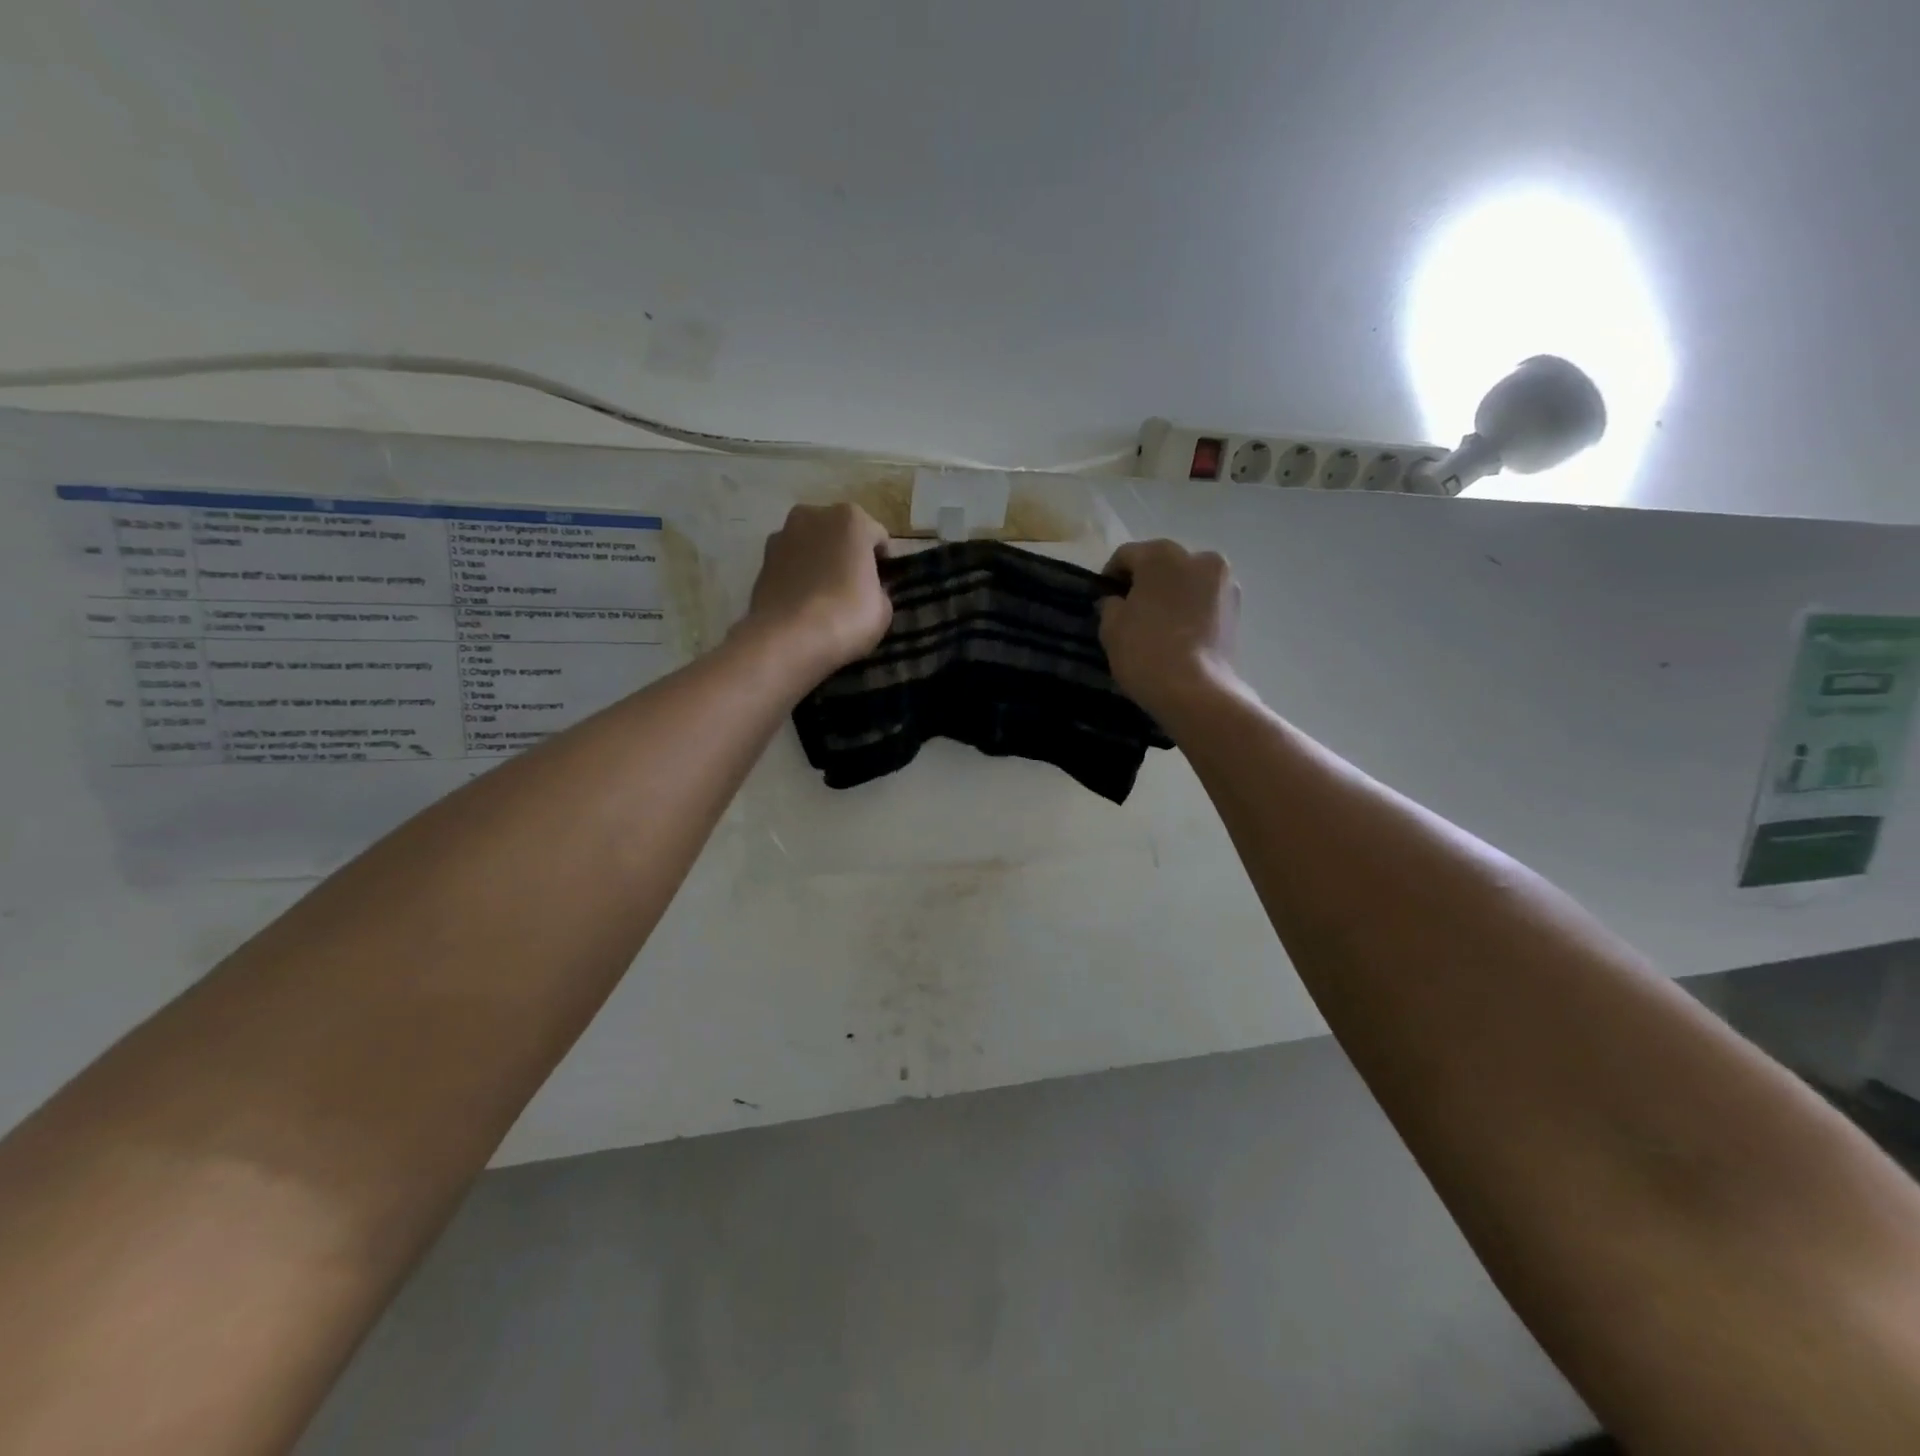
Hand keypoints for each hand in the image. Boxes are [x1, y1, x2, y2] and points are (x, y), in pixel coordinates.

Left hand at [740, 503, 892, 681]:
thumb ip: (878, 589)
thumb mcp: (883, 608)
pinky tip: (803, 604)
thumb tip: (867, 589)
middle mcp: (813, 516)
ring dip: (820, 562)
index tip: (882, 585)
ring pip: (812, 546)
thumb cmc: (846, 617)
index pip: (878, 538)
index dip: (883, 563)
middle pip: (840, 534)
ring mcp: (782, 535)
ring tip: (825, 596)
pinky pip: (791, 565)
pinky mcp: (761, 561)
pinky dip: (798, 577)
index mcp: (851, 519)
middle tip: (854, 588)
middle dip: (848, 555)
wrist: (787, 640)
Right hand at [1098, 539, 1241, 720]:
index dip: (1110, 576)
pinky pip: (1204, 601)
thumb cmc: (1145, 651)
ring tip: (1157, 624)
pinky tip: (1178, 633)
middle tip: (1130, 610)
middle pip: (1162, 564)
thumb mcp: (1111, 627)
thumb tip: (1117, 601)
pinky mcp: (1238, 609)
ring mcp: (1223, 582)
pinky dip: (1191, 610)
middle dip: (1145, 582)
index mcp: (1162, 555)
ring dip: (1171, 595)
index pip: (1126, 556)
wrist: (1196, 691)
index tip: (1103, 598)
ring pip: (1187, 581)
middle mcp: (1198, 557)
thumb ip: (1110, 605)